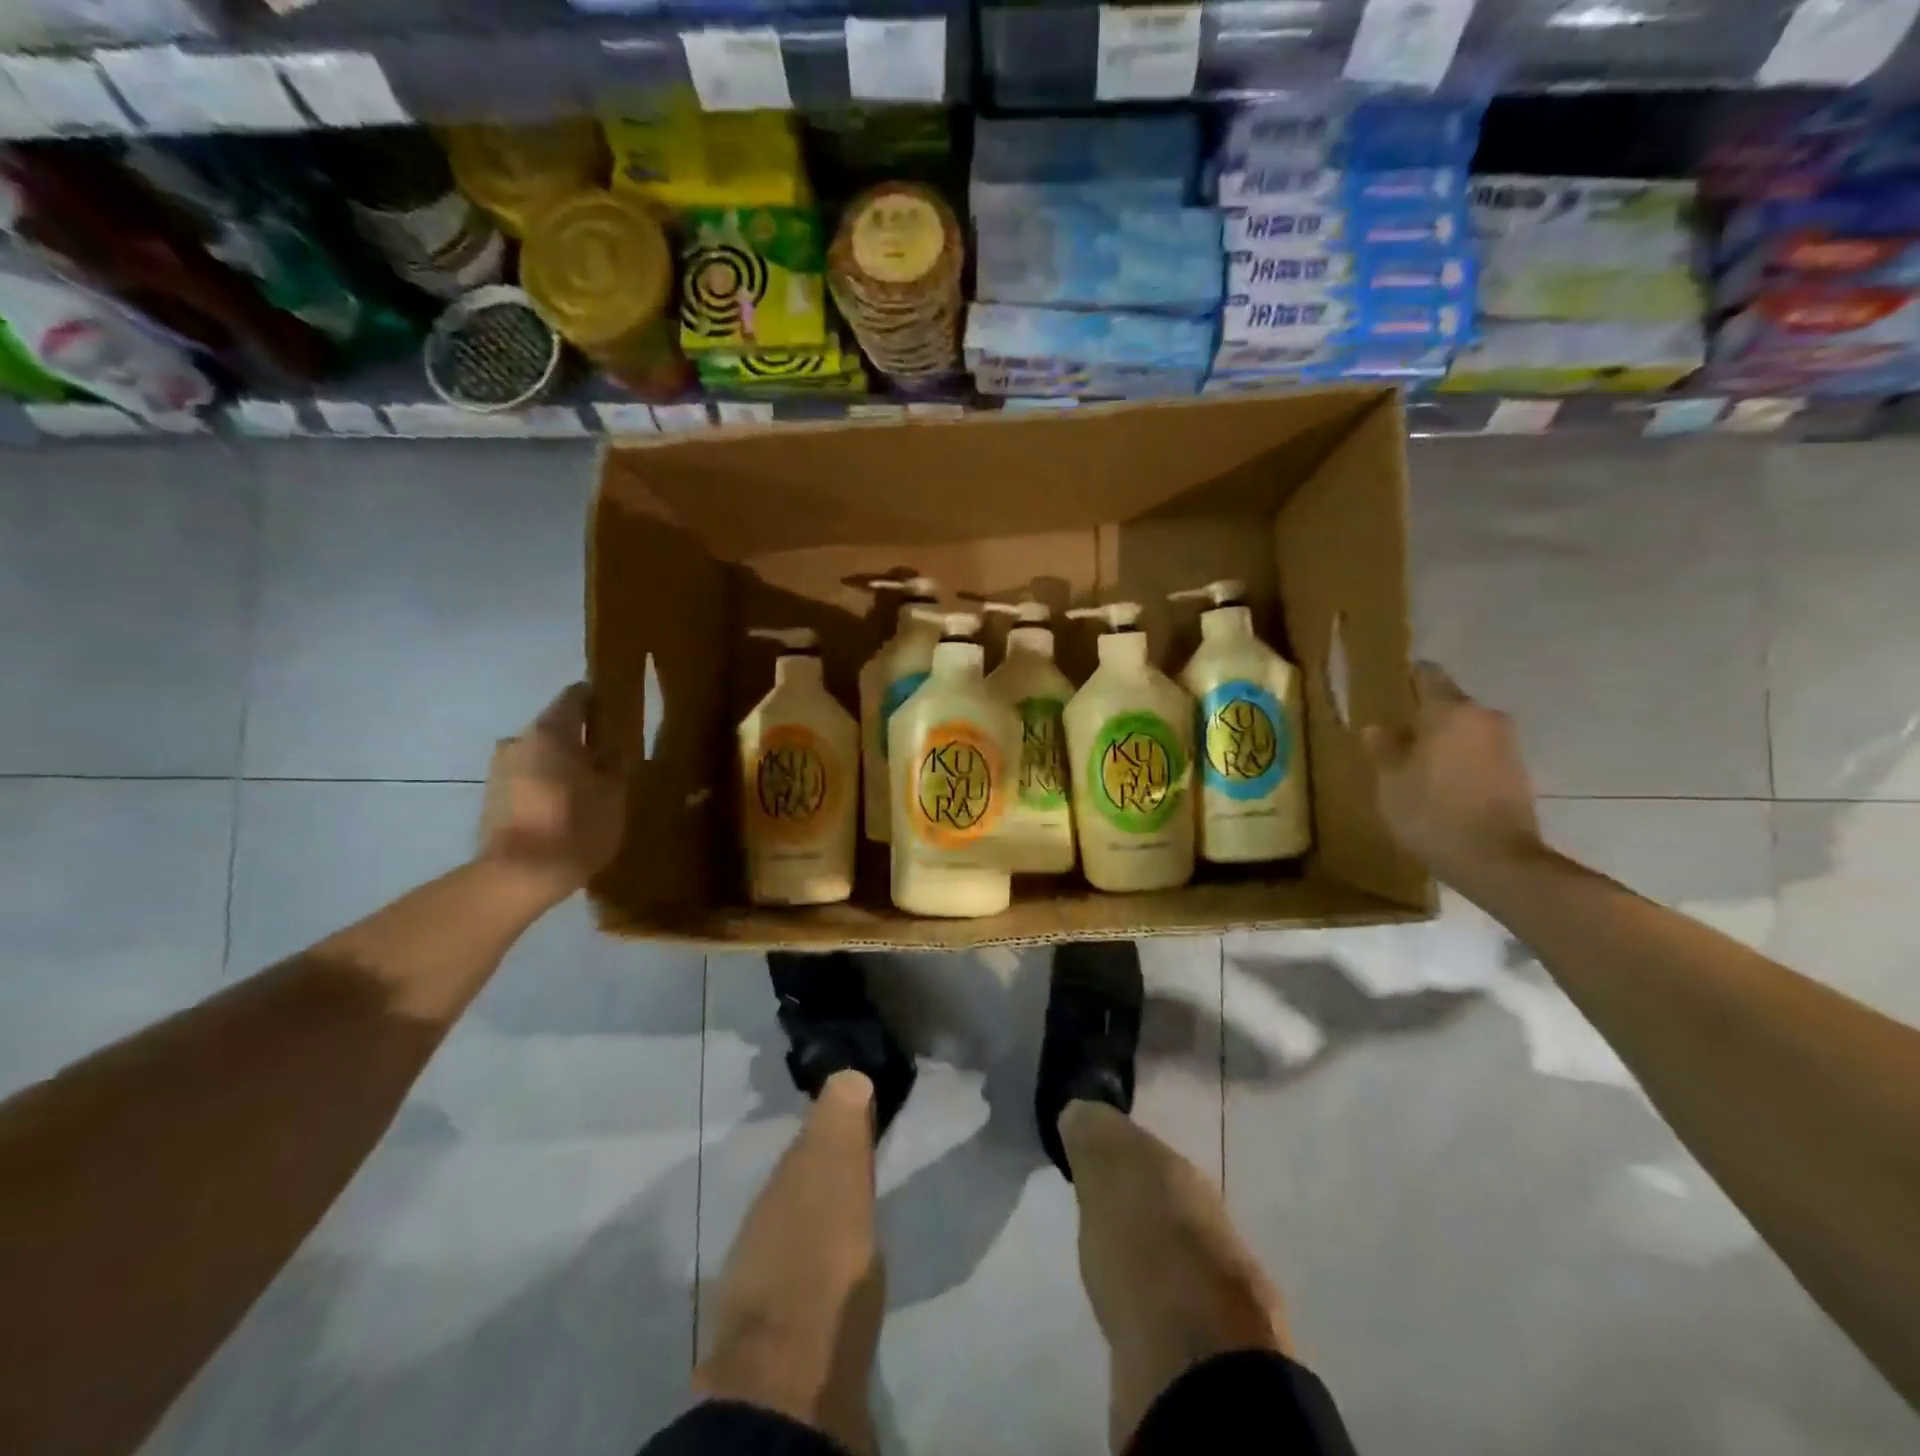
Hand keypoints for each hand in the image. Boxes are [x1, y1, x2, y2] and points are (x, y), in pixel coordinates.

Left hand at [478, 684, 624, 901]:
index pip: (576, 696)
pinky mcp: (491, 797)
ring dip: (562, 764)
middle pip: (556, 727)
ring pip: (540, 755)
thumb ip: (614, 764)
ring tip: (588, 789)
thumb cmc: (575, 826)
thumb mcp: (614, 793)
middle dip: (581, 739)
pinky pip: (527, 779)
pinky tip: (565, 809)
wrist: (518, 876)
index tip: (619, 714)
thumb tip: (612, 749)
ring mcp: (499, 769)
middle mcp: (519, 740)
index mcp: (551, 730)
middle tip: (609, 759)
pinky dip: (546, 785)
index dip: (599, 700)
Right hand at [1362, 662, 1543, 886]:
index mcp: (1450, 711)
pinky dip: (1461, 763)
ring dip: (1445, 742)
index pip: (1428, 675)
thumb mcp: (1390, 780)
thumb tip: (1379, 728)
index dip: (1407, 678)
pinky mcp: (1517, 773)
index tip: (1390, 686)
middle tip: (1396, 736)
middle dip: (1425, 717)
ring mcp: (1507, 745)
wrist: (1496, 860)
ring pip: (1466, 731)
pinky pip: (1480, 755)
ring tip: (1417, 765)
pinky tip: (1442, 786)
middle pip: (1449, 705)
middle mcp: (1484, 718)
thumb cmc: (1431, 811)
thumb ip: (1383, 748)